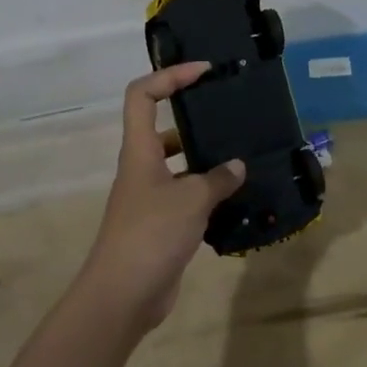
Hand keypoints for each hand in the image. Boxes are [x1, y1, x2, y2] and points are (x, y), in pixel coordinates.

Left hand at [81, 64, 244, 329]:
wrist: (124, 294)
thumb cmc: (151, 234)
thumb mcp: (191, 200)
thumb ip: (217, 179)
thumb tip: (236, 167)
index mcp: (139, 151)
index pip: (142, 95)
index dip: (168, 75)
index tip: (202, 72)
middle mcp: (141, 168)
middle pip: (163, 128)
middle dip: (194, 118)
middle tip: (231, 116)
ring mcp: (149, 197)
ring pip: (178, 165)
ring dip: (206, 160)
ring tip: (242, 157)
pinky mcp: (161, 224)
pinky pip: (187, 197)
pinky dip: (208, 194)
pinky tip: (237, 199)